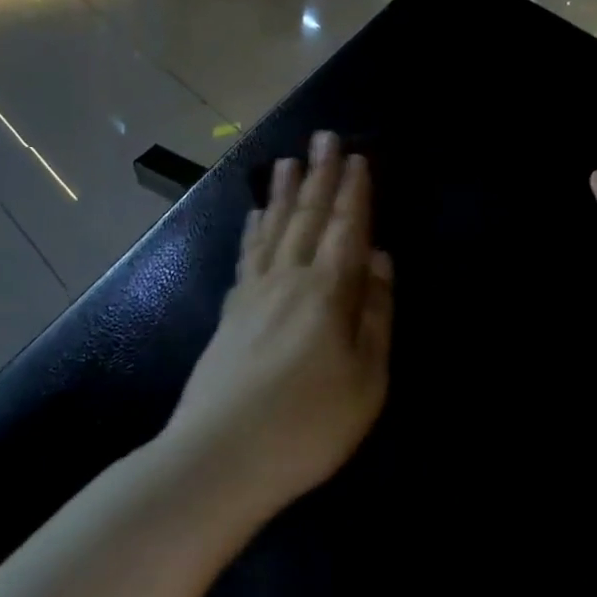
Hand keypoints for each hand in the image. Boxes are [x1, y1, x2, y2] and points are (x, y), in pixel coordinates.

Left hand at [165, 132, 392, 513]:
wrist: (217, 460)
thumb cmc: (307, 425)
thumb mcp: (366, 380)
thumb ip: (375, 314)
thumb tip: (380, 258)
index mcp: (328, 293)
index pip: (347, 229)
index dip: (355, 192)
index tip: (359, 157)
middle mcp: (289, 280)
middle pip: (309, 217)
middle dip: (321, 175)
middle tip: (326, 136)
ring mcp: (254, 294)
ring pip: (274, 229)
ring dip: (285, 192)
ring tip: (289, 160)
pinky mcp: (230, 314)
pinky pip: (247, 256)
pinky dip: (254, 229)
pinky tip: (256, 215)